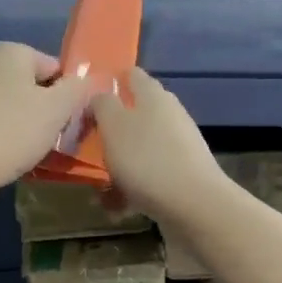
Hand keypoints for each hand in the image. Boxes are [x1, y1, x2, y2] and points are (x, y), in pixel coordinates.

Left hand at [0, 43, 91, 196]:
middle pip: (31, 85)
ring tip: (28, 149)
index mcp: (11, 51)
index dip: (68, 95)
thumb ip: (78, 89)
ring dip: (23, 123)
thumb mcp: (57, 109)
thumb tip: (89, 80)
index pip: (55, 68)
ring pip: (10, 103)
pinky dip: (1, 133)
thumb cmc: (12, 130)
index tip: (68, 121)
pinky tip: (4, 154)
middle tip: (52, 137)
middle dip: (45, 109)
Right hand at [88, 68, 229, 227]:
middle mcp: (169, 114)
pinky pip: (149, 175)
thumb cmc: (147, 159)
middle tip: (86, 144)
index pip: (132, 75)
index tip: (87, 97)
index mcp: (153, 95)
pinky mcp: (183, 173)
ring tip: (98, 188)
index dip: (111, 80)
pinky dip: (132, 187)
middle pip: (135, 113)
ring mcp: (179, 145)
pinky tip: (117, 208)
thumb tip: (99, 95)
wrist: (195, 206)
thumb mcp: (113, 126)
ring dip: (118, 164)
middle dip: (110, 129)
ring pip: (140, 148)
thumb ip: (102, 105)